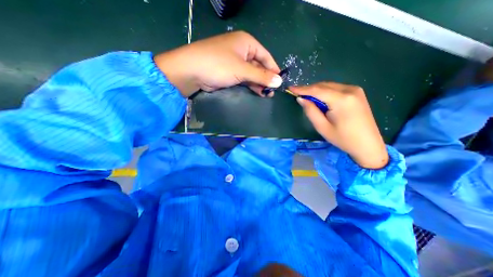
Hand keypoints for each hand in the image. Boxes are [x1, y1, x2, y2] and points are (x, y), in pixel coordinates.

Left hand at [153, 30, 280, 96]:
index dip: (273, 69)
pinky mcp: (229, 73)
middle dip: (265, 79)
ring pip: (252, 73)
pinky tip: (257, 92)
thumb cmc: (219, 65)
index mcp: (247, 43)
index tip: (279, 81)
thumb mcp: (242, 70)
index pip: (266, 56)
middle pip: (259, 66)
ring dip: (259, 83)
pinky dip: (250, 85)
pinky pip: (244, 78)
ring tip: (266, 94)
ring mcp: (235, 62)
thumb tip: (279, 82)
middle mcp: (242, 51)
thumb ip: (261, 76)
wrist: (192, 71)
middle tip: (272, 91)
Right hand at [290, 83, 388, 168]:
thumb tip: (301, 99)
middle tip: (297, 95)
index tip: (290, 88)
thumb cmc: (343, 138)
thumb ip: (310, 111)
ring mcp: (355, 90)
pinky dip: (325, 92)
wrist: (368, 144)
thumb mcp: (322, 127)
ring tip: (307, 98)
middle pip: (323, 85)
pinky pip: (336, 88)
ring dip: (316, 90)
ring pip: (329, 85)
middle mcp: (349, 90)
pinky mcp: (357, 93)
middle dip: (309, 89)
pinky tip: (320, 99)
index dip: (302, 88)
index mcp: (341, 100)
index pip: (317, 90)